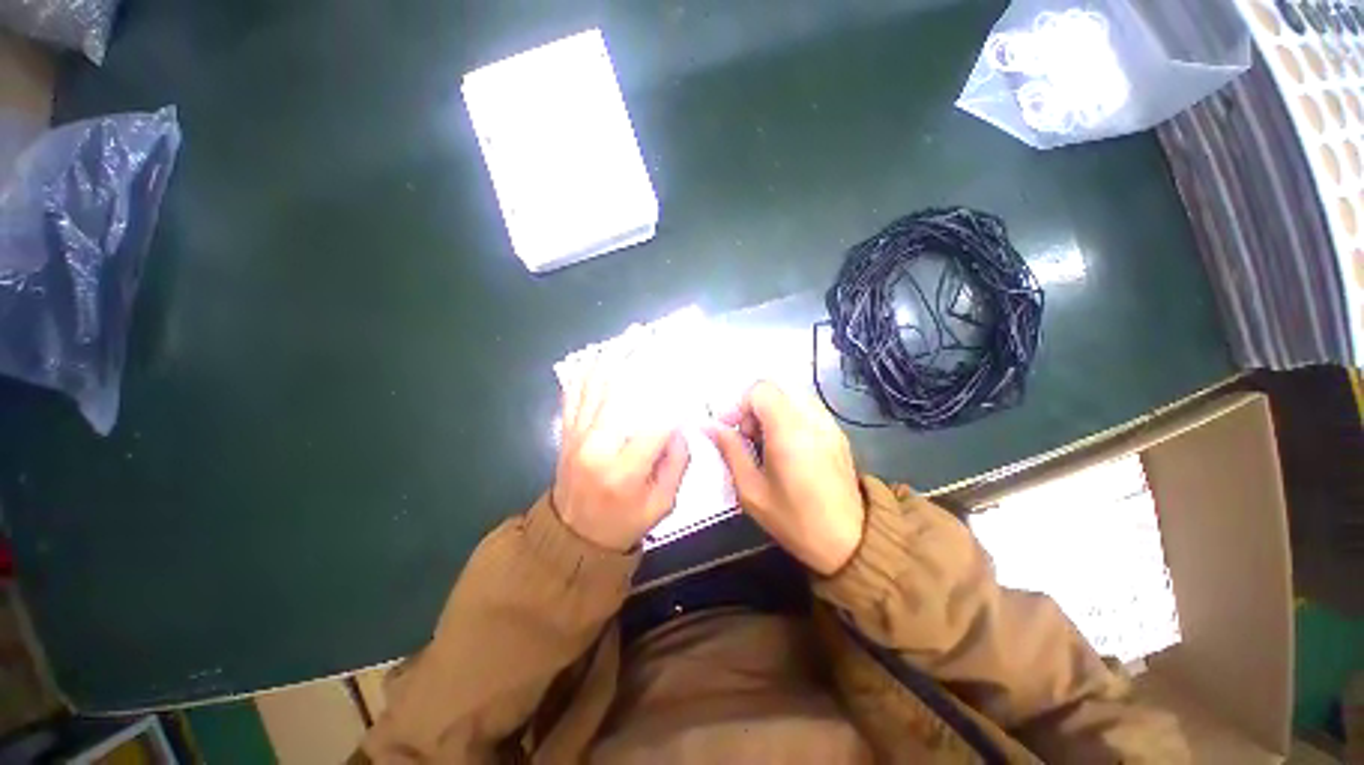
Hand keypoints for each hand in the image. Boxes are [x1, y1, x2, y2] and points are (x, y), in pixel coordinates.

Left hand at [552, 355, 690, 552]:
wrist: (573, 536)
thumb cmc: (624, 522)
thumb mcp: (663, 504)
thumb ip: (677, 462)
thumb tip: (678, 426)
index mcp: (625, 469)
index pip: (656, 422)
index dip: (675, 396)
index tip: (687, 376)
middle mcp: (597, 445)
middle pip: (621, 391)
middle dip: (643, 359)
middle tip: (658, 336)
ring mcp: (577, 435)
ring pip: (596, 385)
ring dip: (615, 356)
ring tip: (632, 334)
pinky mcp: (566, 431)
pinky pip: (574, 393)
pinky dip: (586, 370)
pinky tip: (599, 354)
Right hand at [706, 381, 864, 575]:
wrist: (851, 542)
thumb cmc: (795, 520)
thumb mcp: (751, 491)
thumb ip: (730, 451)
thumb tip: (710, 426)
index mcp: (789, 431)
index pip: (760, 390)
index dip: (739, 404)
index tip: (731, 429)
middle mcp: (812, 419)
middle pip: (775, 389)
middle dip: (753, 407)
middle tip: (747, 438)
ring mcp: (829, 424)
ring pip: (790, 396)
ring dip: (771, 411)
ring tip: (766, 442)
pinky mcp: (838, 432)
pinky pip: (806, 409)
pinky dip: (788, 417)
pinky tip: (786, 447)